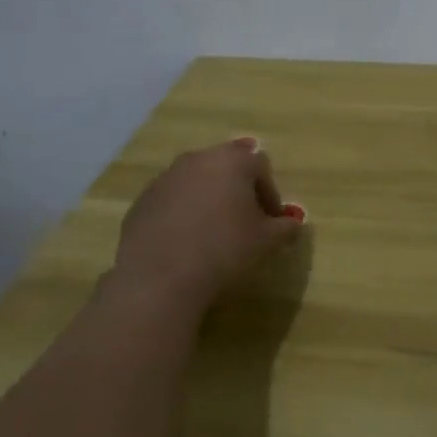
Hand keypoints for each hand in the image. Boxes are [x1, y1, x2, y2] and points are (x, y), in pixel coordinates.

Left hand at [104, 138, 303, 318]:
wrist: (159, 277)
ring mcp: (167, 177)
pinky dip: (183, 210)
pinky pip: (172, 197)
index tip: (271, 221)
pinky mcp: (143, 199)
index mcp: (233, 162)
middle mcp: (199, 159)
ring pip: (197, 178)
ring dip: (210, 196)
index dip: (270, 192)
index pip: (261, 166)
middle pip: (227, 163)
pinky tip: (186, 239)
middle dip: (239, 186)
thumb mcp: (266, 242)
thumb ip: (285, 227)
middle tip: (244, 217)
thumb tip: (293, 223)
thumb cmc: (223, 250)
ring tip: (214, 228)